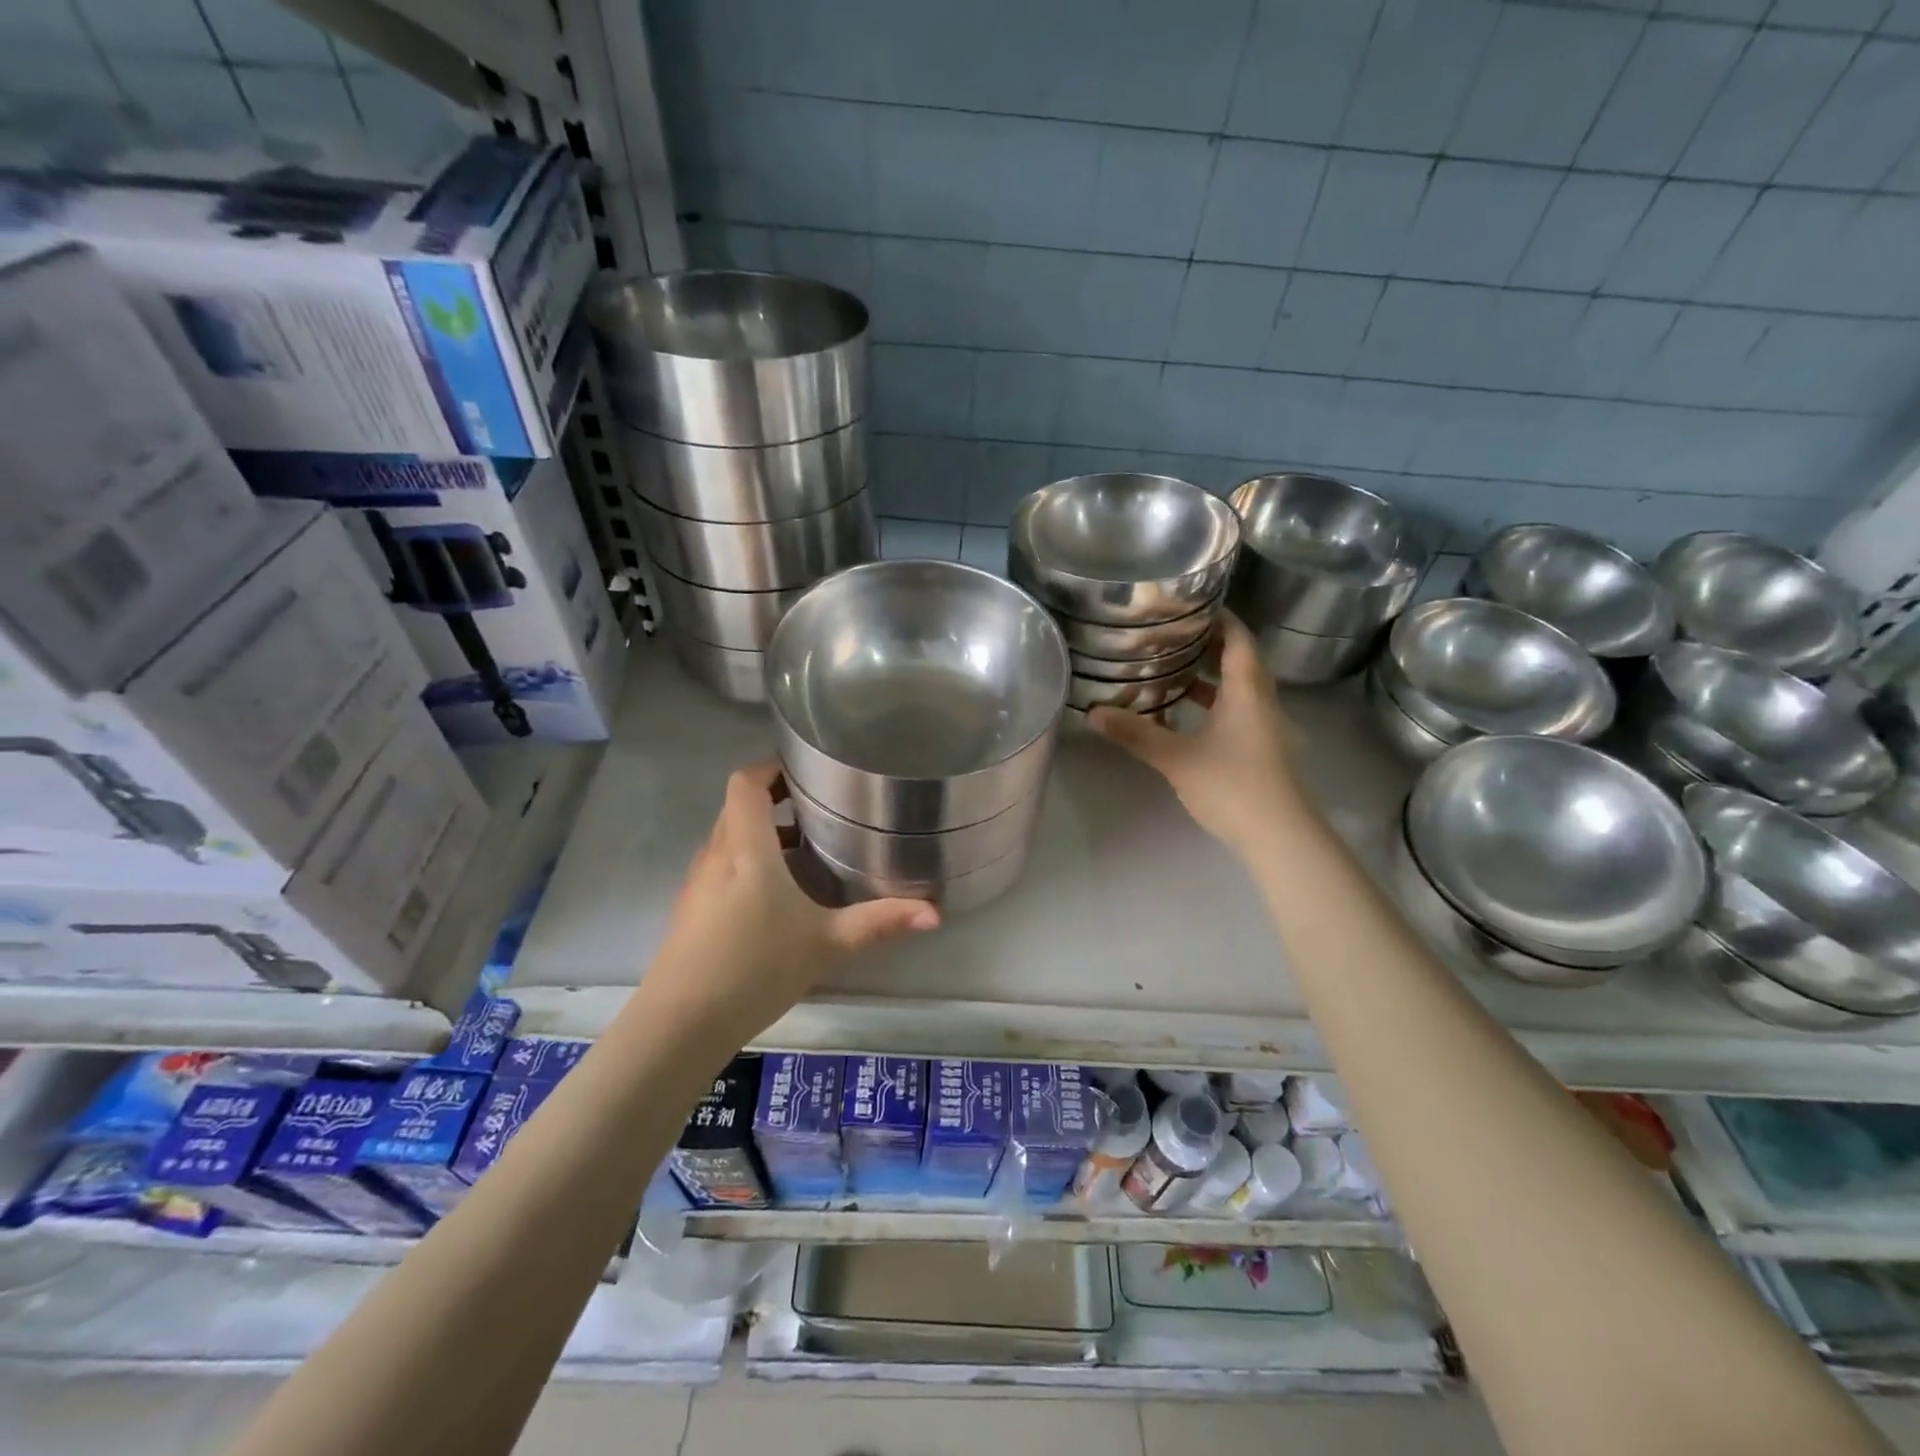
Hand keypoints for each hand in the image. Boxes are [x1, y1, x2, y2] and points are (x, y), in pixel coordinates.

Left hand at [646, 762, 939, 1041]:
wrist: (681, 1024)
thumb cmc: (756, 968)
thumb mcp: (827, 943)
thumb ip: (879, 922)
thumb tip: (935, 912)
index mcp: (746, 848)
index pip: (745, 784)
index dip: (770, 768)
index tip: (804, 772)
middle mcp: (716, 856)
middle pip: (737, 808)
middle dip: (774, 801)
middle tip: (818, 809)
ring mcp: (698, 884)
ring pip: (728, 840)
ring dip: (761, 835)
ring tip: (805, 850)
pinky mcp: (690, 911)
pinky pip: (721, 868)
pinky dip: (747, 864)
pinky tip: (775, 898)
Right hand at [1087, 614, 1314, 859]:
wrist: (1279, 836)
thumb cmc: (1232, 785)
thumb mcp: (1177, 757)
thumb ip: (1136, 733)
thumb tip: (1092, 713)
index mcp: (1246, 689)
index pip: (1237, 637)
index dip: (1216, 617)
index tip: (1185, 605)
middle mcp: (1260, 700)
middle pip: (1237, 659)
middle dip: (1204, 644)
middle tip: (1166, 636)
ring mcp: (1263, 726)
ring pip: (1236, 687)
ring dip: (1207, 676)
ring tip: (1168, 669)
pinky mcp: (1259, 748)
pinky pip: (1235, 711)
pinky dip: (1211, 704)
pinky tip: (1182, 715)